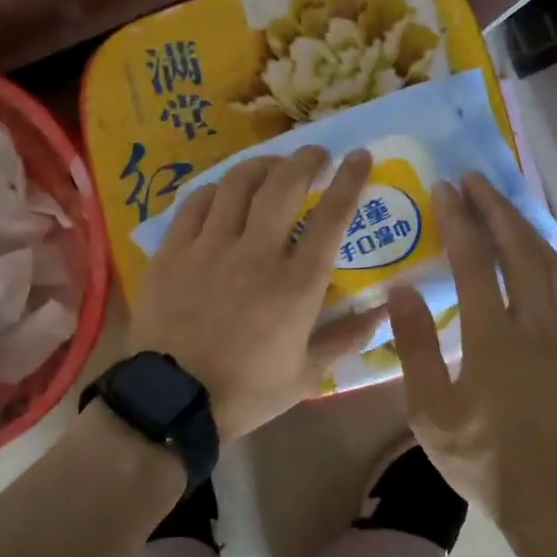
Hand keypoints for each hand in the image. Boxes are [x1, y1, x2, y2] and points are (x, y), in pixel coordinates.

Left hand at [129, 146, 383, 443]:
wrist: (173, 402)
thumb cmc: (246, 391)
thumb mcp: (306, 375)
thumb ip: (346, 338)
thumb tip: (383, 311)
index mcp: (295, 284)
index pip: (332, 218)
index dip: (349, 180)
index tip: (359, 156)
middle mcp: (256, 254)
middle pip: (283, 185)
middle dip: (305, 159)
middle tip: (315, 154)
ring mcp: (210, 248)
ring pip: (238, 184)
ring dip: (260, 166)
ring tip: (271, 167)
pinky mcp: (173, 251)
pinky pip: (196, 203)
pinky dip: (216, 190)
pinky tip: (223, 194)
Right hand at [390, 173, 556, 537]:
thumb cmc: (485, 459)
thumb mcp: (431, 411)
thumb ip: (415, 347)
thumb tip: (402, 290)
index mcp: (494, 337)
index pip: (476, 261)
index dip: (461, 220)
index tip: (446, 188)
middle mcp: (536, 324)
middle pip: (522, 249)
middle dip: (498, 208)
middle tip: (477, 179)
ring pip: (554, 263)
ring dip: (528, 226)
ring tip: (508, 204)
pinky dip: (552, 258)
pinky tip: (542, 255)